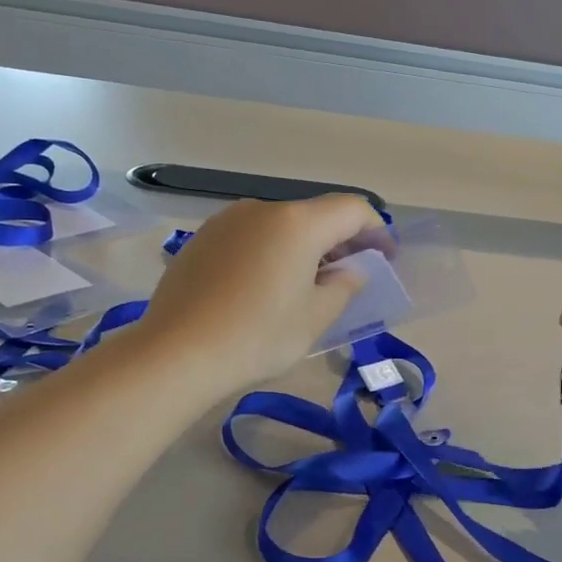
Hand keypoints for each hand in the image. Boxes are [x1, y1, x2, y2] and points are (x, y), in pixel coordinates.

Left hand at [135, 195, 383, 394]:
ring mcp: (227, 221)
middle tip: (351, 274)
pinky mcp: (202, 239)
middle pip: (315, 214)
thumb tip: (350, 271)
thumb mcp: (315, 318)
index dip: (376, 230)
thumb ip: (343, 286)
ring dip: (304, 246)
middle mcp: (263, 209)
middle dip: (340, 240)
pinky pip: (250, 236)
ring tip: (307, 283)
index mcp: (298, 223)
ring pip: (281, 224)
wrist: (176, 353)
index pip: (352, 209)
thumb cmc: (257, 336)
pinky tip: (264, 287)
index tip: (385, 258)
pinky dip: (270, 252)